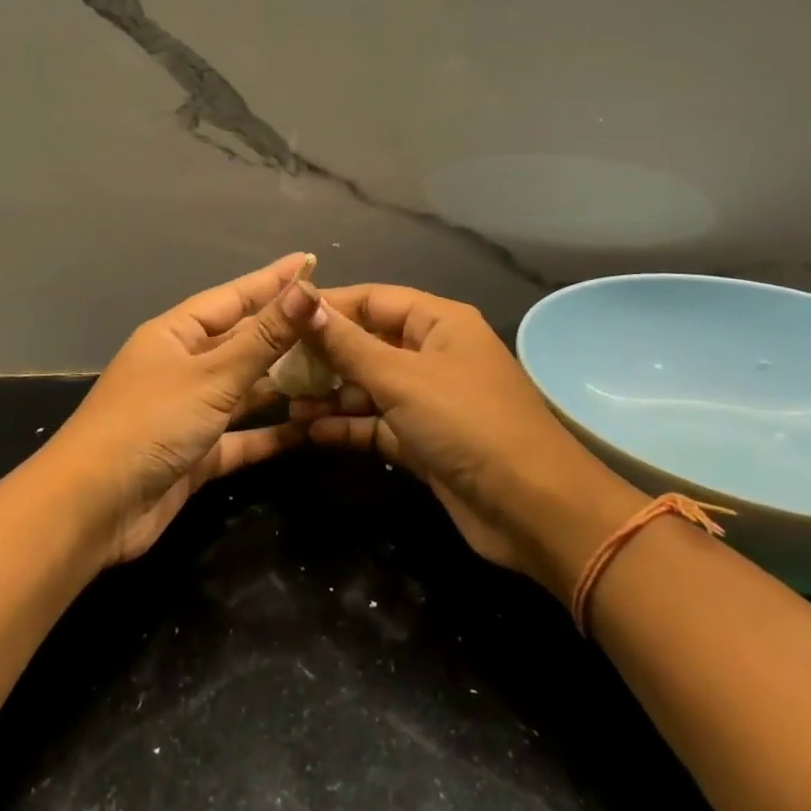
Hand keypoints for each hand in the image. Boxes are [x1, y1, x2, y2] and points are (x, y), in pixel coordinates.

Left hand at [47, 254, 321, 563]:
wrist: (93, 508)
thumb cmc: (150, 423)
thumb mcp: (212, 376)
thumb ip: (264, 338)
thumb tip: (306, 290)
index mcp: (176, 333)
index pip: (234, 297)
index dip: (273, 281)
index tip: (309, 262)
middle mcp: (183, 366)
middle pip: (243, 341)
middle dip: (285, 332)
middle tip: (335, 321)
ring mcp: (189, 411)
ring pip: (245, 389)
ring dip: (284, 383)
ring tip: (334, 370)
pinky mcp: (197, 455)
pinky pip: (243, 436)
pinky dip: (272, 433)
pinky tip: (310, 429)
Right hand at [290, 284, 642, 596]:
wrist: (536, 512)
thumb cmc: (468, 424)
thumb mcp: (401, 378)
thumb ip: (347, 343)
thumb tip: (301, 298)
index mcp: (439, 322)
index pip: (373, 299)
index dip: (328, 305)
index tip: (280, 316)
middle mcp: (434, 353)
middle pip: (368, 342)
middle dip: (323, 355)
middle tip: (274, 368)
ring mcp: (431, 400)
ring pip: (369, 386)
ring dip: (330, 394)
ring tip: (285, 403)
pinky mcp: (426, 442)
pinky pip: (378, 424)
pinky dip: (348, 426)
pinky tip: (309, 432)